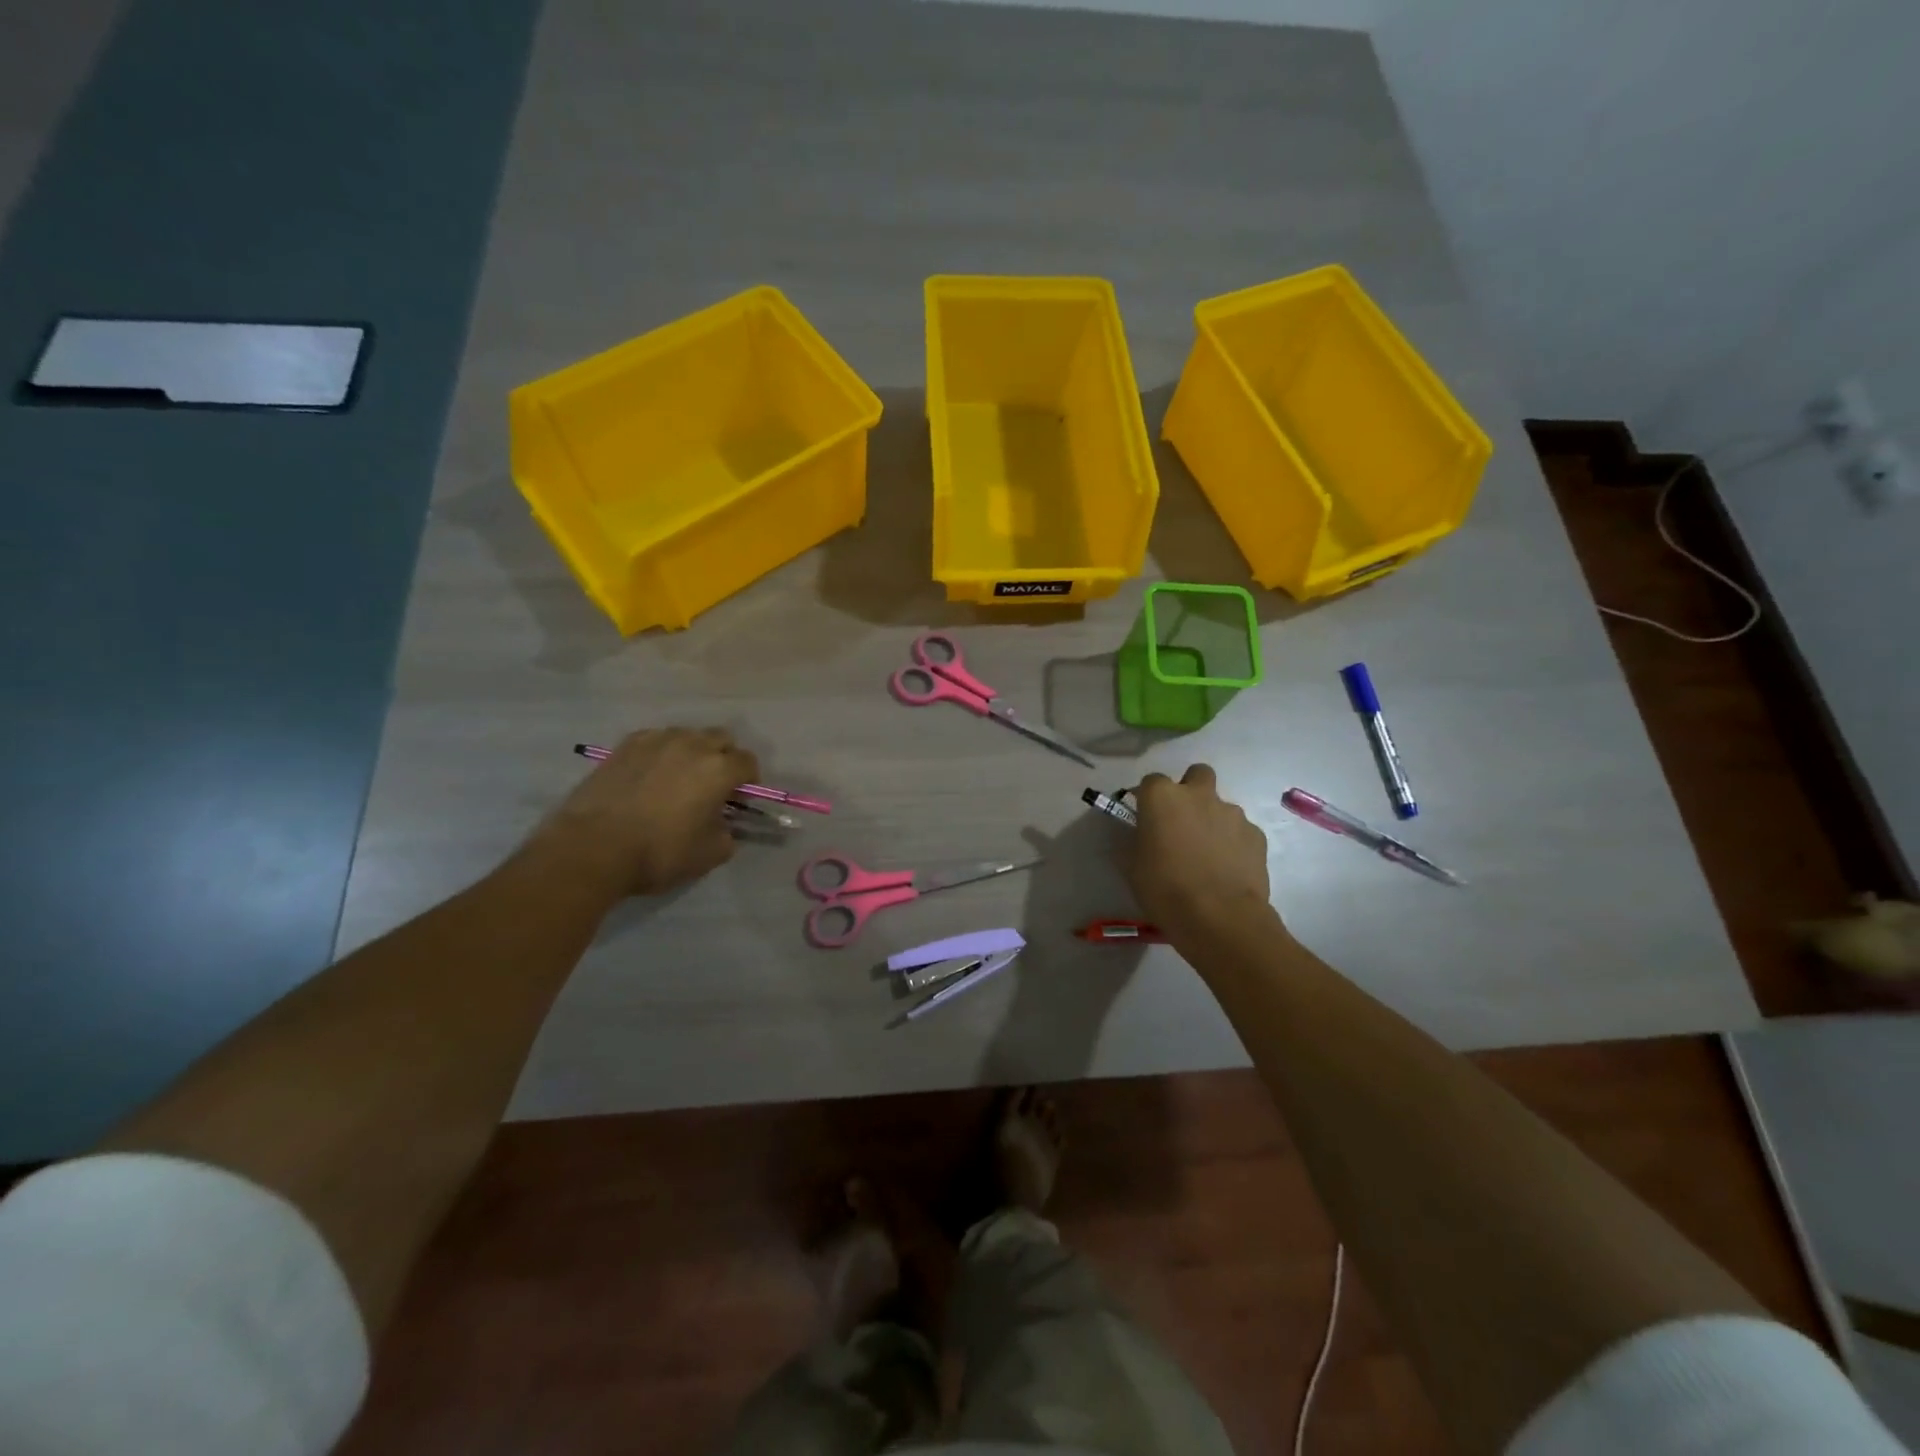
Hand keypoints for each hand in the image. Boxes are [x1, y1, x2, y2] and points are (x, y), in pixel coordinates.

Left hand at [533, 728, 758, 896]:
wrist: (591, 847)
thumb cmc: (658, 853)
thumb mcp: (708, 855)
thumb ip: (727, 835)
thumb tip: (724, 826)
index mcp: (719, 770)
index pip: (748, 762)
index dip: (748, 781)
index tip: (737, 800)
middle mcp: (692, 745)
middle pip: (721, 739)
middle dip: (724, 758)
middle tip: (713, 786)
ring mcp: (656, 741)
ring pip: (687, 735)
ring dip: (692, 752)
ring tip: (678, 778)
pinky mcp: (625, 745)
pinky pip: (655, 740)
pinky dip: (661, 753)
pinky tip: (649, 776)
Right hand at [1129, 764, 1275, 944]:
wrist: (1219, 918)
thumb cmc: (1164, 889)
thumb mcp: (1132, 866)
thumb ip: (1134, 840)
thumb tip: (1138, 835)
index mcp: (1162, 797)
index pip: (1150, 782)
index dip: (1147, 799)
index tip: (1145, 818)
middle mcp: (1198, 795)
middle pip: (1196, 775)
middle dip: (1190, 790)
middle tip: (1182, 822)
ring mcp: (1232, 813)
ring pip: (1220, 806)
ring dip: (1212, 820)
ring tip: (1207, 855)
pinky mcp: (1256, 835)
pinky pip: (1240, 831)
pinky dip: (1234, 843)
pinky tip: (1228, 869)